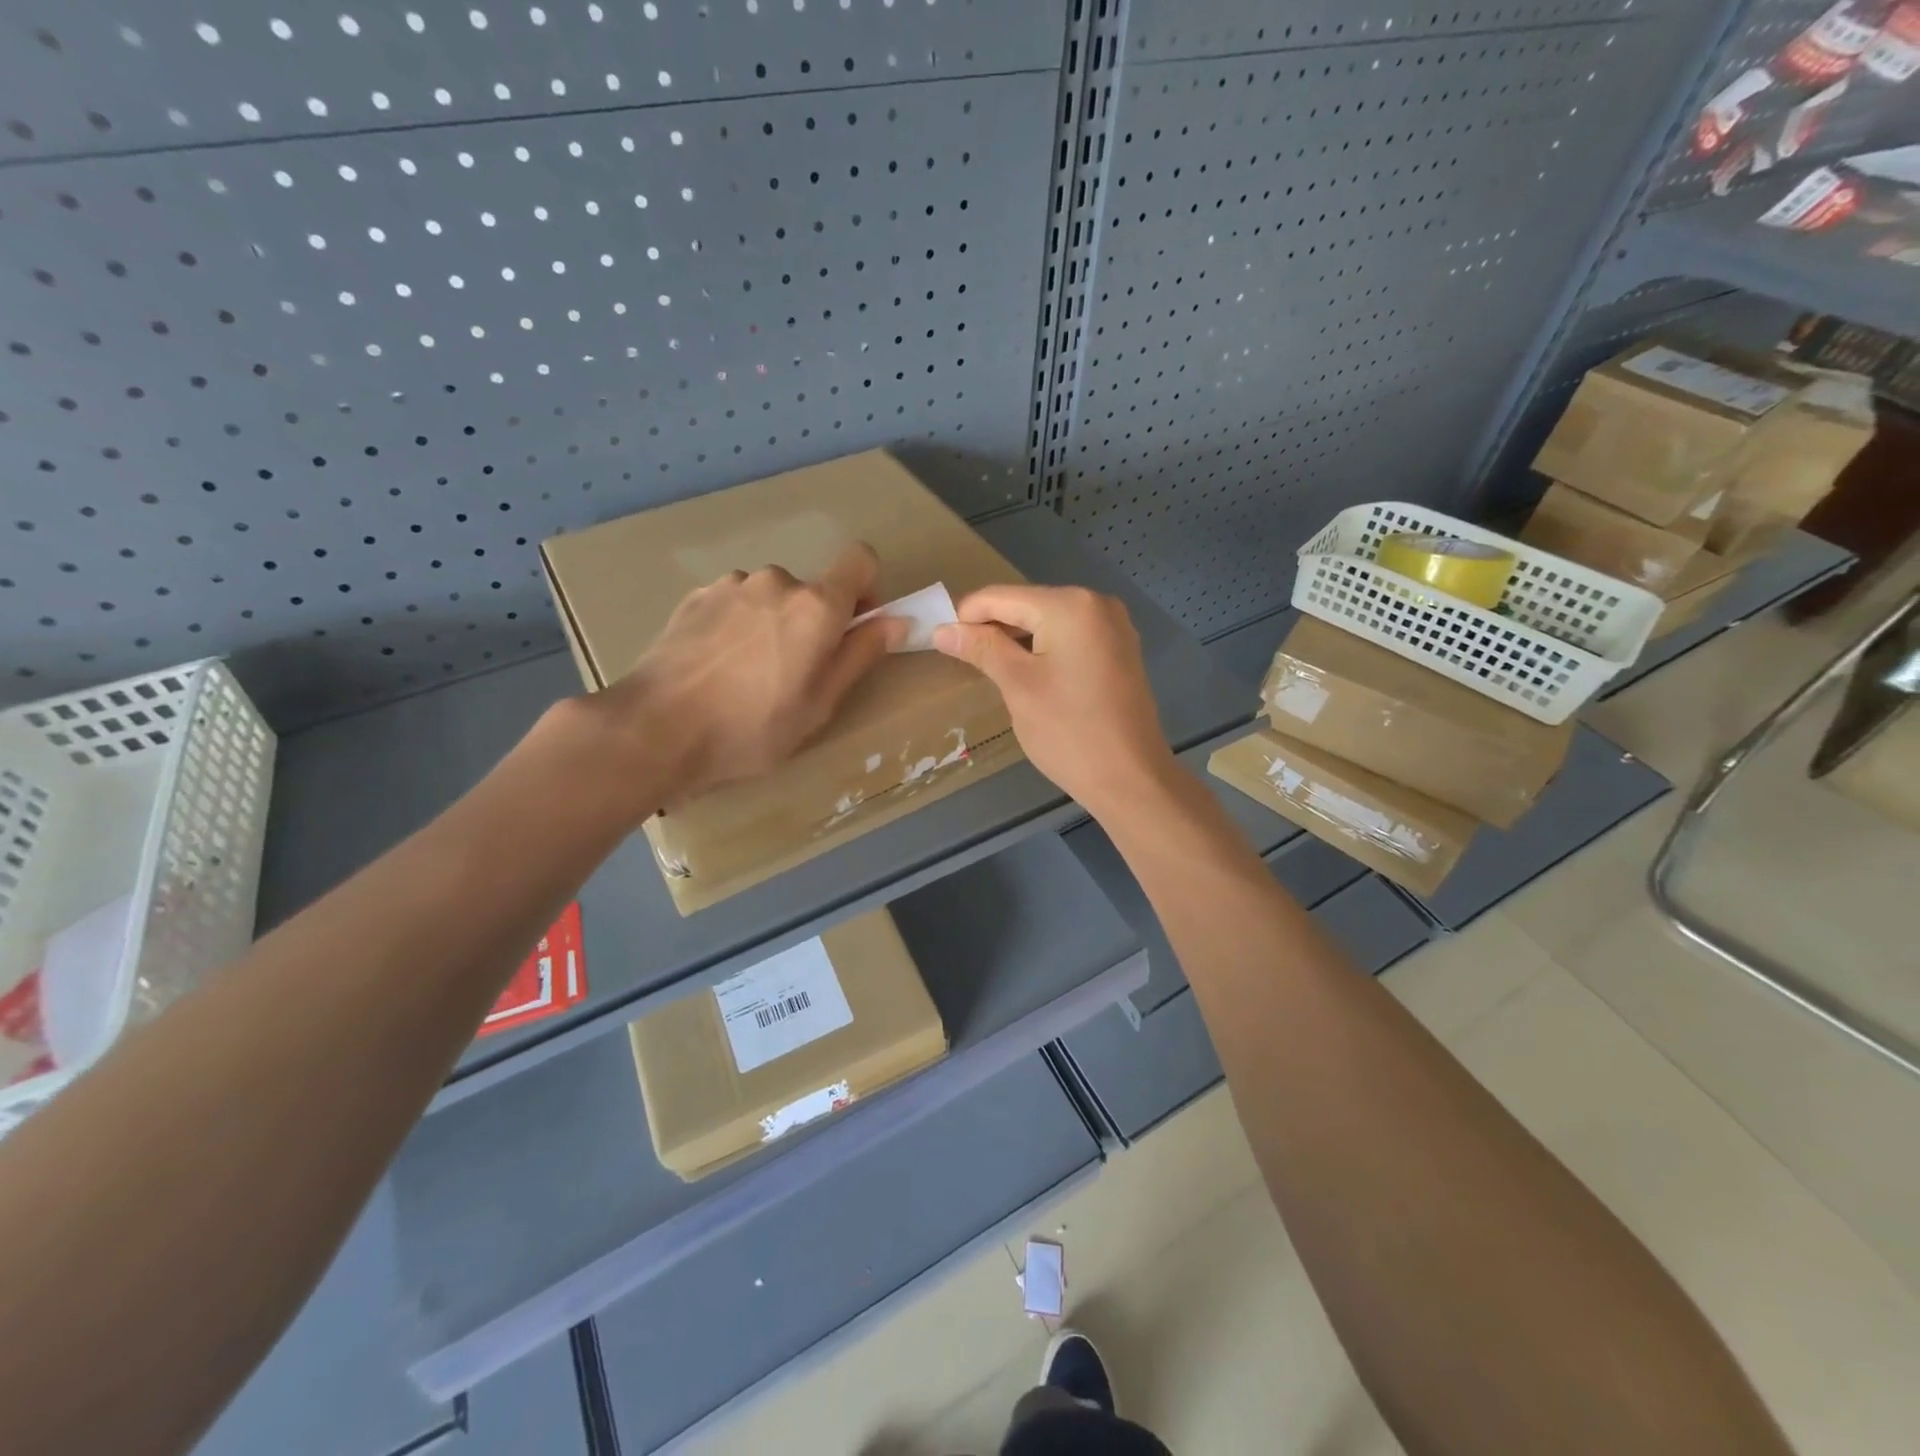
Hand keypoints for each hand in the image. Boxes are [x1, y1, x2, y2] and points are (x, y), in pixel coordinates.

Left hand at [596, 542, 903, 808]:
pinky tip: (717, 667)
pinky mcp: (695, 596)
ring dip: (772, 624)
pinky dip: (738, 626)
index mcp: (817, 605)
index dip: (866, 588)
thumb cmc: (752, 727)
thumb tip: (895, 620)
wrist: (657, 728)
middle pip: (812, 589)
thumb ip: (860, 655)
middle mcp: (776, 581)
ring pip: (770, 597)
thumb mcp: (820, 704)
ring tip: (748, 675)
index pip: (860, 559)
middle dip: (813, 622)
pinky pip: (735, 603)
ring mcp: (731, 585)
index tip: (854, 626)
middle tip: (794, 673)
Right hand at [933, 585, 1173, 819]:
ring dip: (1015, 640)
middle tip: (961, 659)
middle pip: (1026, 605)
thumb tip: (942, 629)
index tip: (939, 641)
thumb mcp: (1018, 686)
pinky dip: (1043, 649)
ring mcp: (1113, 626)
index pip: (1001, 596)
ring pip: (1047, 622)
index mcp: (1070, 605)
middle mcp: (1096, 603)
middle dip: (991, 628)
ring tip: (989, 669)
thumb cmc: (1069, 732)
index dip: (965, 616)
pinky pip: (1069, 637)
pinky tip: (1026, 675)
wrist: (1131, 778)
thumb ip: (981, 649)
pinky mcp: (1119, 650)